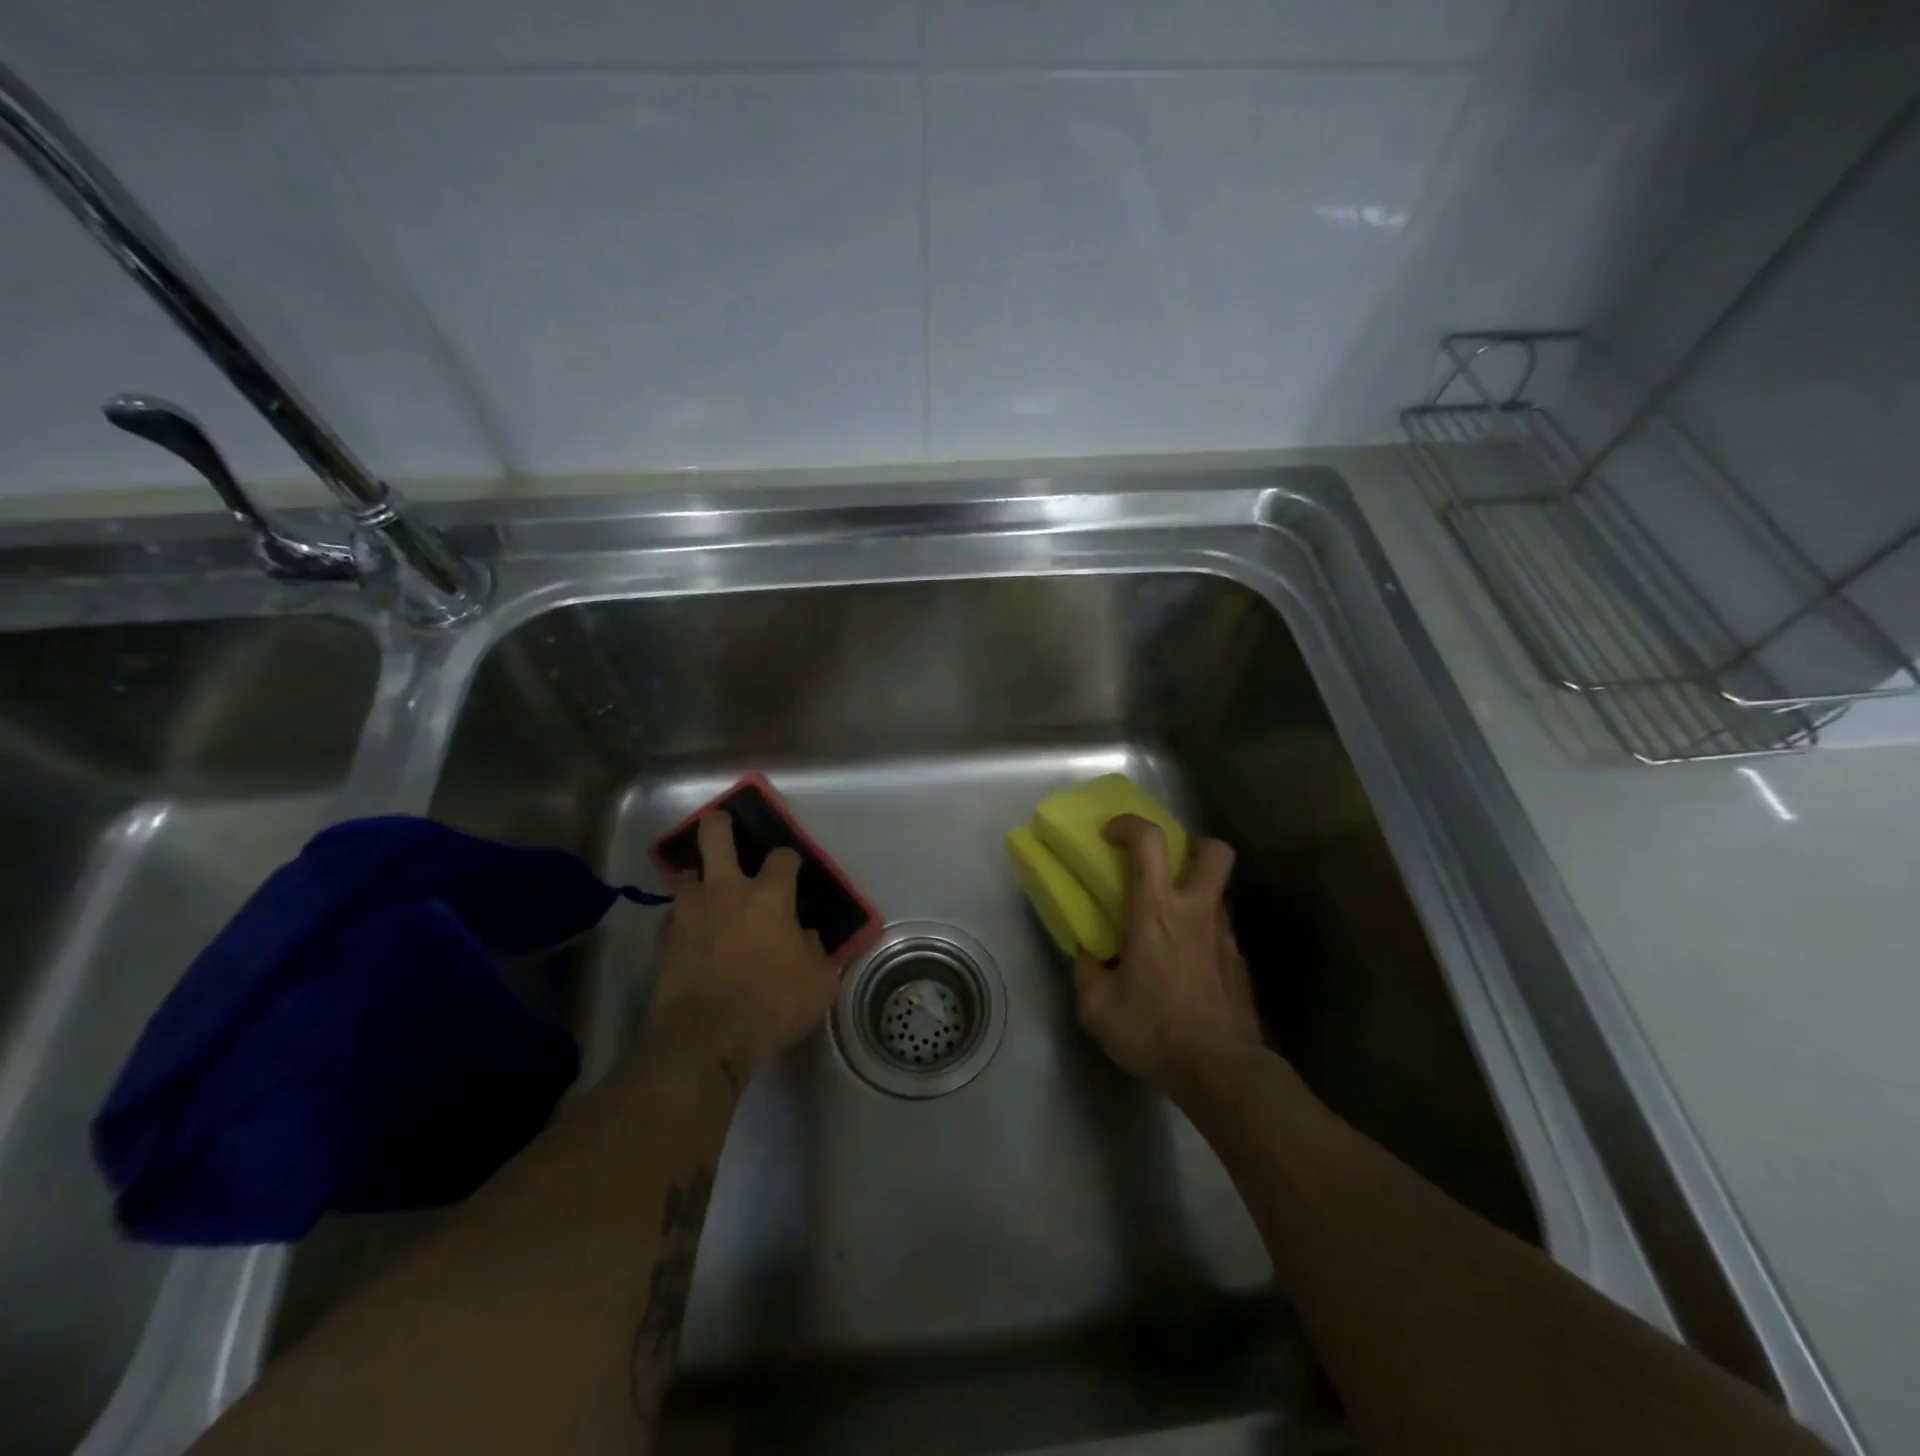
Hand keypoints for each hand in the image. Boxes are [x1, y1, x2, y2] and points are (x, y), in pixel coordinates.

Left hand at [648, 811, 840, 1088]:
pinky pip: (673, 915)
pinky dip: (684, 918)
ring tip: (705, 891)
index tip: (792, 871)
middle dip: (720, 824)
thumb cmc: (772, 1005)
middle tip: (724, 828)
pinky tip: (692, 935)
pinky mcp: (664, 939)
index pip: (783, 858)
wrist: (705, 1039)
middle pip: (716, 835)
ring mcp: (690, 912)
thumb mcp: (818, 982)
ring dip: (697, 877)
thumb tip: (805, 937)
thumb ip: (816, 952)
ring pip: (686, 873)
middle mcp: (727, 891)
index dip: (789, 860)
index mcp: (769, 896)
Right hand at [1073, 815, 1261, 1091]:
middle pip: (1214, 851)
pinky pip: (1218, 932)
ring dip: (1194, 893)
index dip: (1128, 825)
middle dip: (1192, 844)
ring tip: (1167, 926)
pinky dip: (1200, 935)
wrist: (1221, 1072)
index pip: (1149, 841)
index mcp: (1156, 910)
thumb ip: (1087, 971)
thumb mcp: (1097, 1007)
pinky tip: (1184, 967)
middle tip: (1166, 865)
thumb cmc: (1154, 1030)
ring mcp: (1225, 937)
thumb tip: (1088, 955)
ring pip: (1217, 892)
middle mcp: (1196, 911)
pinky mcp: (1240, 964)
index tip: (1110, 836)